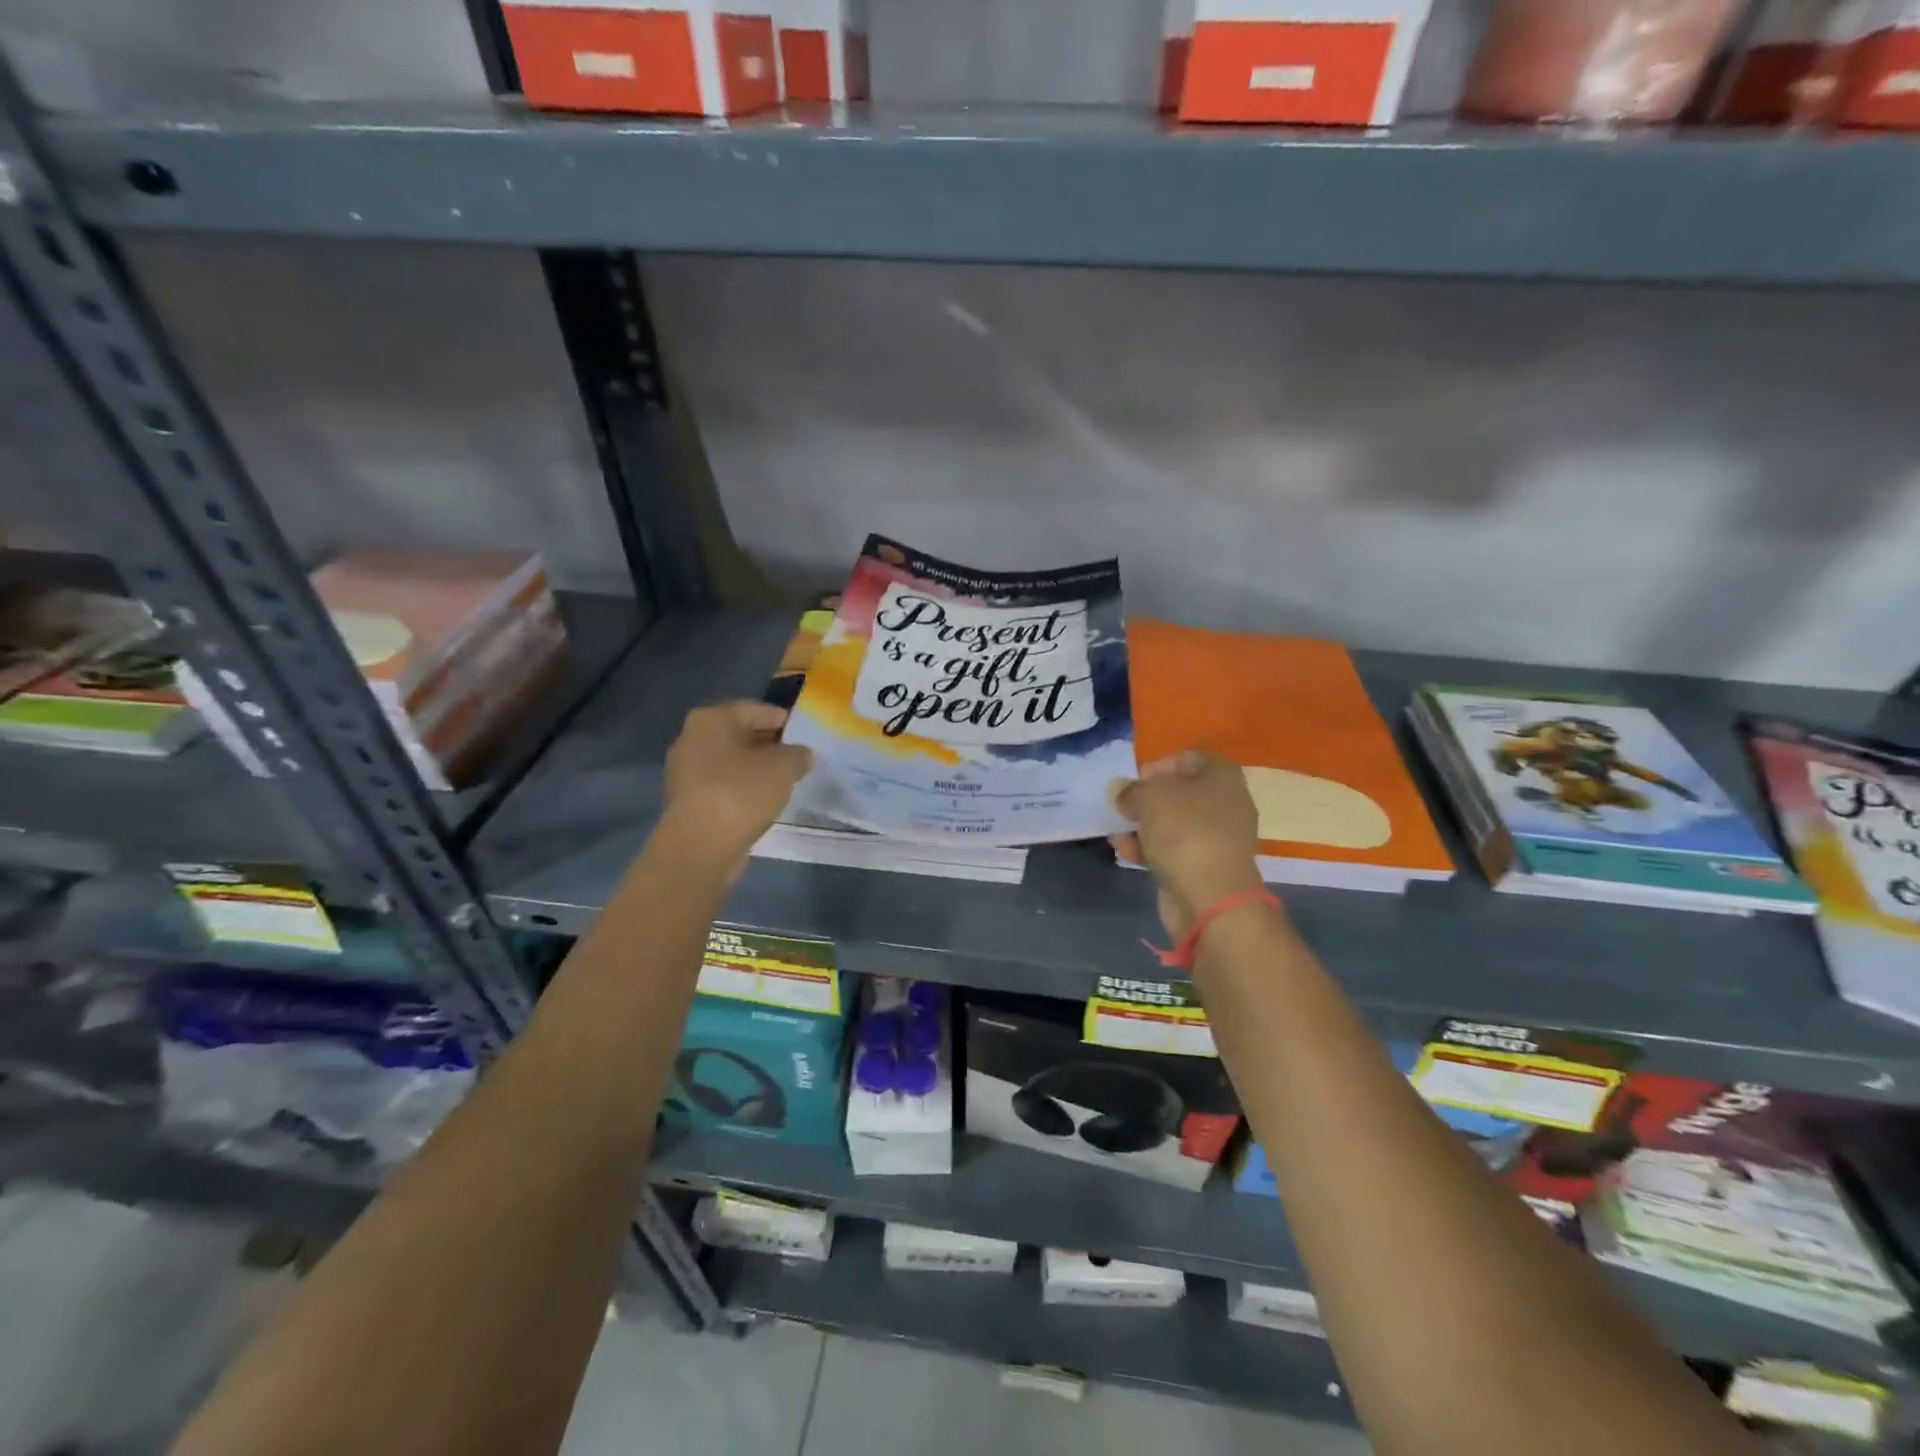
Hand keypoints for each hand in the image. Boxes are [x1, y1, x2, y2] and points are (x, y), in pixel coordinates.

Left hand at [660, 701, 812, 879]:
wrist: (699, 846)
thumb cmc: (741, 793)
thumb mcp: (784, 767)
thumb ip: (798, 754)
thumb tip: (801, 755)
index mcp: (712, 718)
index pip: (755, 709)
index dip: (782, 719)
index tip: (804, 734)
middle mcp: (691, 738)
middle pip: (739, 734)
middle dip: (768, 744)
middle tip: (797, 757)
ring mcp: (684, 770)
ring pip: (730, 761)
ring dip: (754, 767)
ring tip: (783, 780)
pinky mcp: (686, 800)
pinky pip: (721, 784)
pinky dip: (741, 788)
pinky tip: (761, 800)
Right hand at [1111, 752, 1265, 939]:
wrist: (1211, 898)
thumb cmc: (1184, 832)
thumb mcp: (1148, 797)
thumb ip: (1130, 789)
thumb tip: (1121, 791)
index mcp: (1221, 776)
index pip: (1187, 758)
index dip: (1158, 765)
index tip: (1135, 781)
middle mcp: (1226, 803)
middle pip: (1179, 792)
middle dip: (1147, 800)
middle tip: (1124, 808)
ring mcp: (1218, 837)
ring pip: (1174, 823)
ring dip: (1144, 827)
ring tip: (1119, 834)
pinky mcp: (1207, 866)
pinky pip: (1174, 849)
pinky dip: (1151, 850)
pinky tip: (1127, 854)